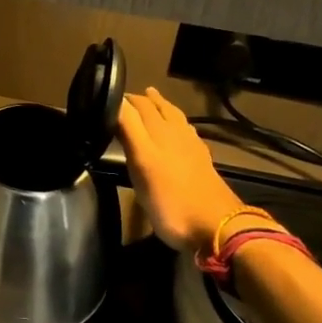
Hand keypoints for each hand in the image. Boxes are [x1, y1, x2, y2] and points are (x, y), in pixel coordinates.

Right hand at [117, 87, 247, 250]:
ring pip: (174, 118)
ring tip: (150, 99)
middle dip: (140, 100)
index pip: (137, 106)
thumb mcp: (141, 163)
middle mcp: (175, 133)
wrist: (216, 227)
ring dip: (160, 106)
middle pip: (156, 109)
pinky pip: (186, 133)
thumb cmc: (170, 199)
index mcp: (158, 132)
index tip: (104, 95)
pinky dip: (176, 123)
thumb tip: (116, 100)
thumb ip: (129, 130)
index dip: (122, 99)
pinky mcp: (201, 162)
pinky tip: (177, 129)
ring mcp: (191, 148)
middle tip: (123, 97)